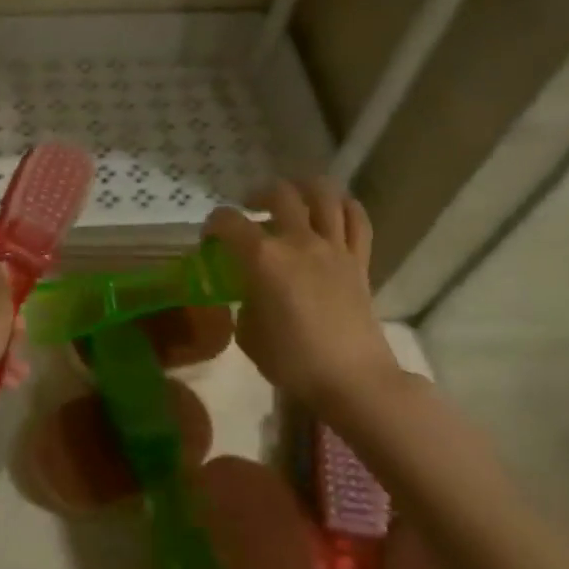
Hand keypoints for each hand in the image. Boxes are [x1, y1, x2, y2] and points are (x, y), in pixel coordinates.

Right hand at [205, 181, 404, 408]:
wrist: (352, 379)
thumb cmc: (292, 361)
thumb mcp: (248, 335)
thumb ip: (245, 304)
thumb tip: (252, 294)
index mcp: (263, 259)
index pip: (228, 222)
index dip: (213, 224)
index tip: (210, 238)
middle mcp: (298, 242)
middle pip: (278, 194)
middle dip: (257, 196)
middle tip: (250, 211)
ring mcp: (333, 248)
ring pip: (323, 194)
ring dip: (303, 188)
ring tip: (292, 199)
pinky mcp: (359, 260)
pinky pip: (356, 219)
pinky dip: (343, 207)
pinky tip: (331, 211)